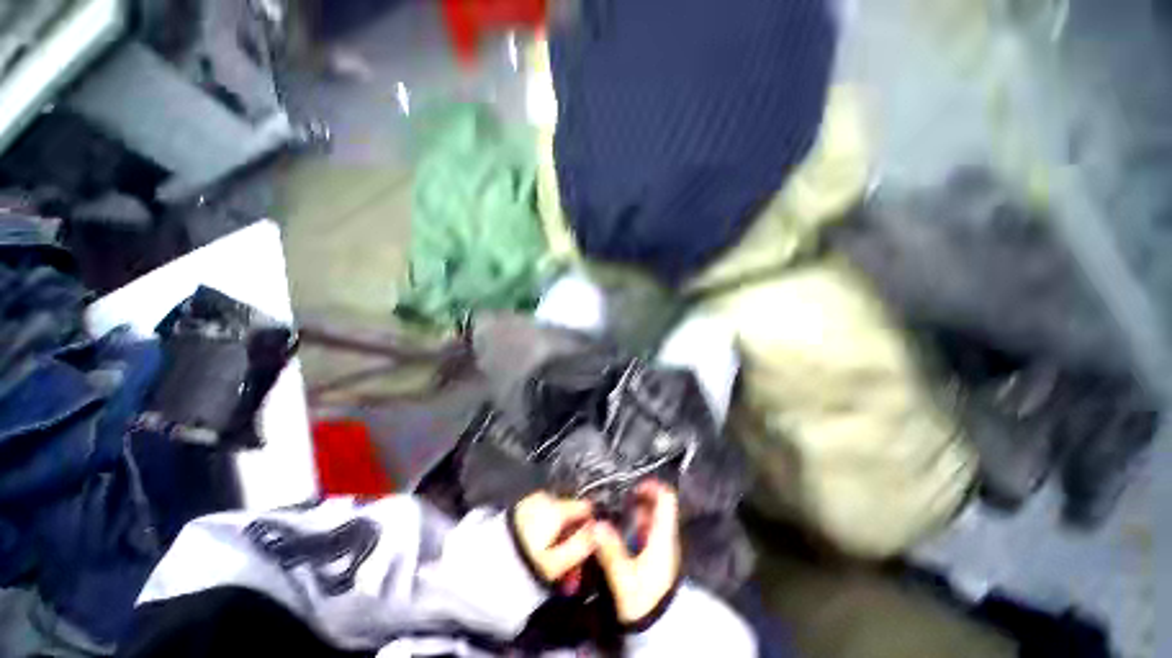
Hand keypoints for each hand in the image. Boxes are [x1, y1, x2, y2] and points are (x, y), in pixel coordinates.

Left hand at [512, 491, 594, 586]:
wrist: (485, 559)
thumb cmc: (525, 561)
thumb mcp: (557, 561)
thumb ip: (582, 544)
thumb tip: (599, 531)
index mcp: (557, 506)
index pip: (586, 507)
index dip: (591, 527)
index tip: (589, 547)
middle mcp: (546, 497)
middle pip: (570, 513)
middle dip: (573, 536)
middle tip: (570, 564)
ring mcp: (532, 501)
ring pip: (556, 516)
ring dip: (559, 536)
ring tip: (553, 562)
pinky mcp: (521, 507)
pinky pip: (543, 516)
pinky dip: (546, 531)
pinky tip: (541, 550)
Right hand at [591, 480, 680, 624]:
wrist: (659, 628)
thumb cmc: (644, 600)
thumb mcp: (625, 578)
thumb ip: (611, 551)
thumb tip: (596, 525)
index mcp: (663, 536)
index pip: (666, 500)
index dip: (652, 487)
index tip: (632, 486)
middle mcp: (664, 535)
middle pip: (657, 505)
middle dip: (638, 497)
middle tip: (617, 498)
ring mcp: (661, 544)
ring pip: (651, 517)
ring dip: (635, 510)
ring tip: (614, 510)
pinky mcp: (655, 554)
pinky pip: (646, 529)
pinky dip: (634, 522)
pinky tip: (619, 528)